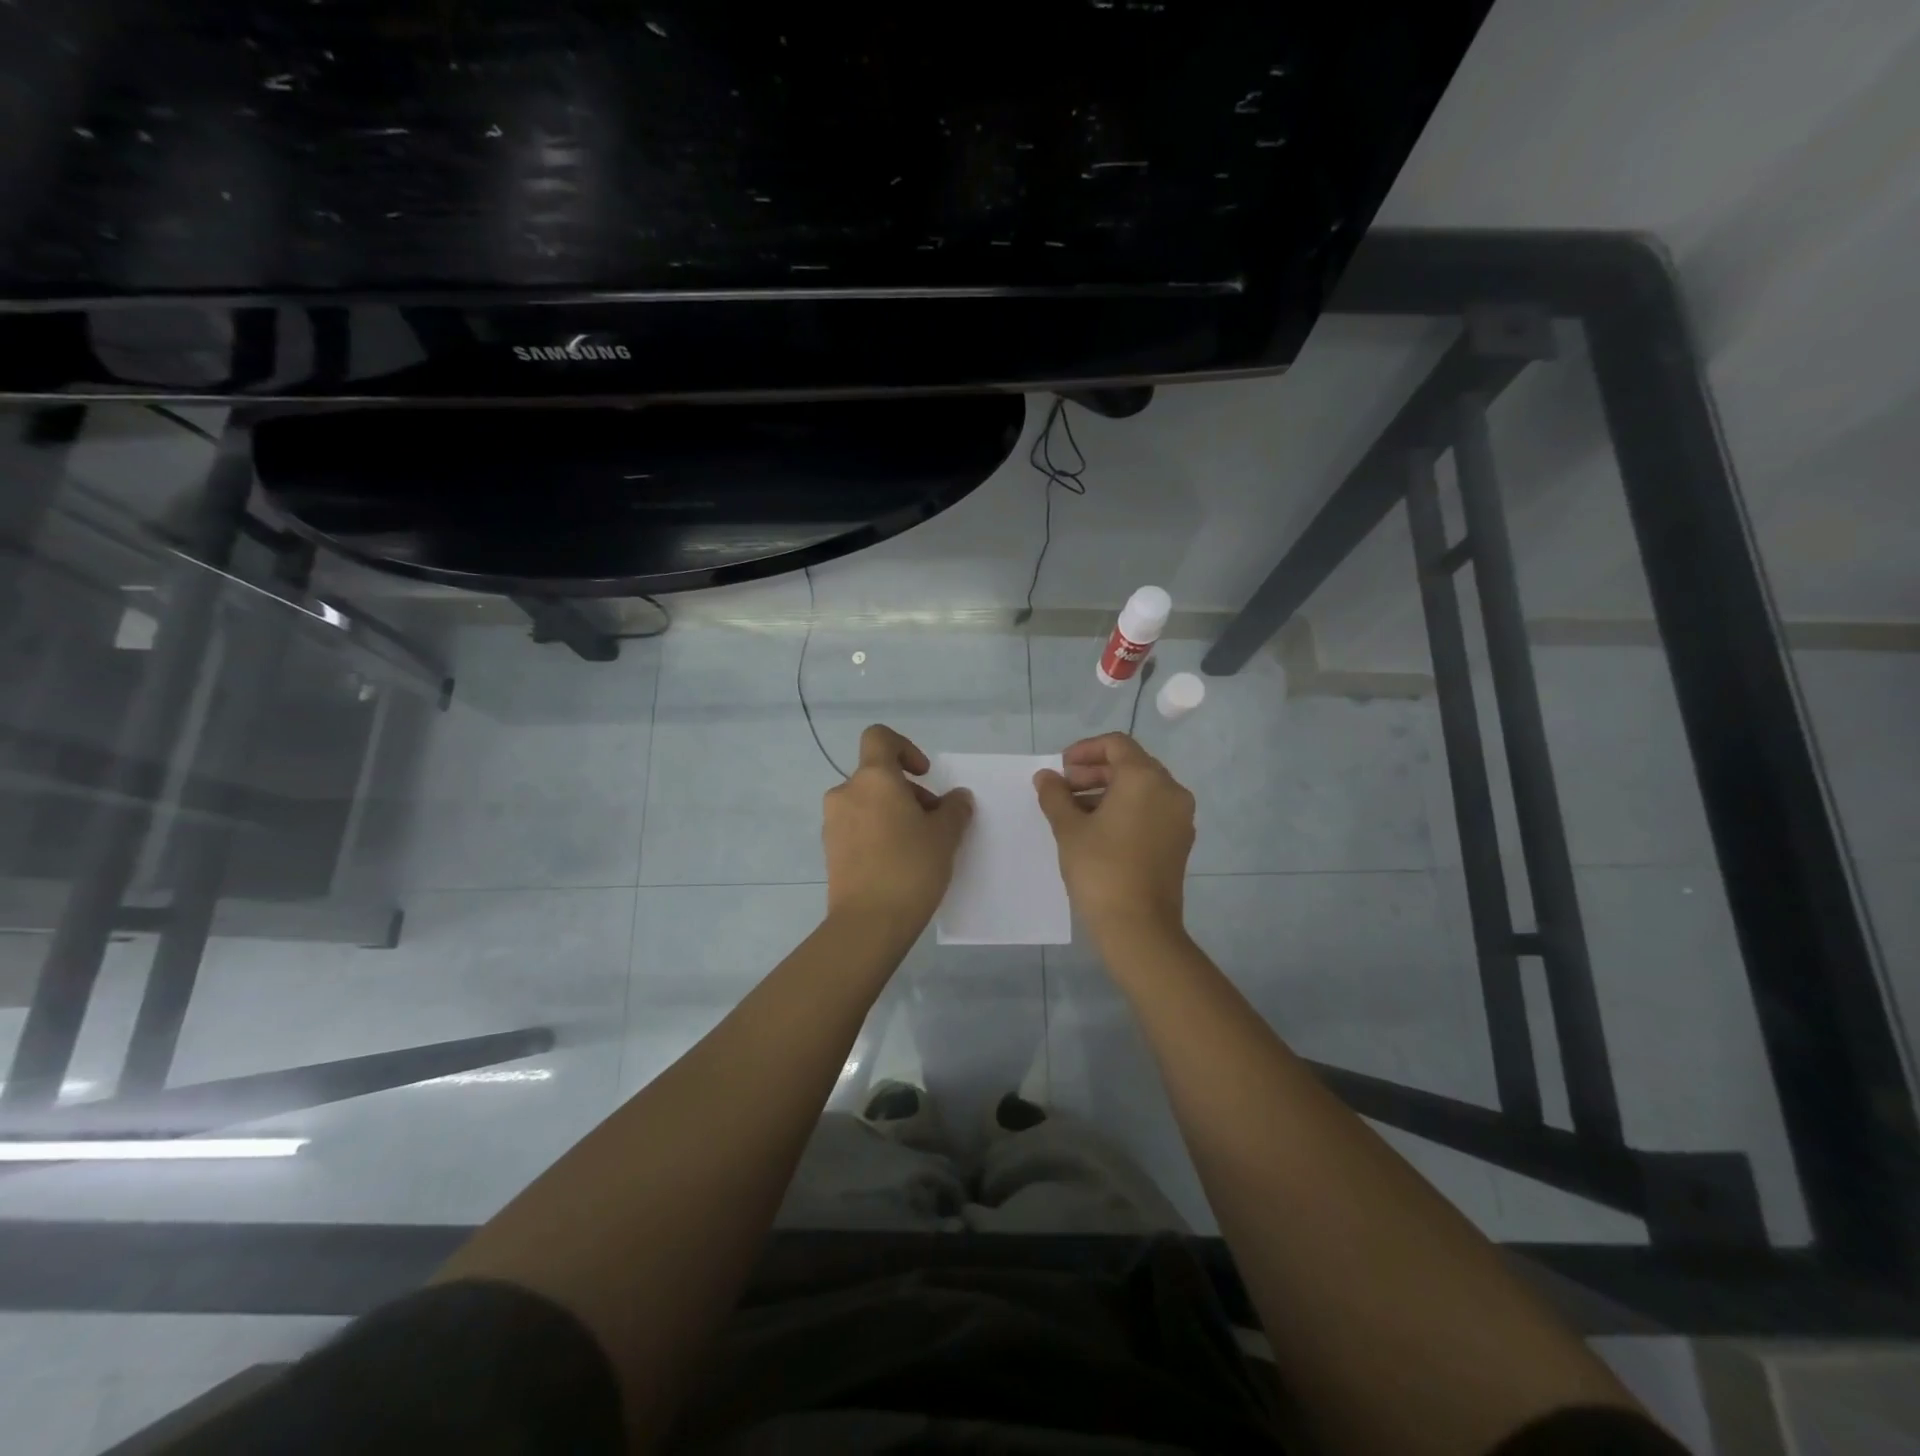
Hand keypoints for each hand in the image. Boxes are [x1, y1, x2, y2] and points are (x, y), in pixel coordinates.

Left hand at [823, 725, 973, 937]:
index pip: (880, 738)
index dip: (905, 748)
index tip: (924, 775)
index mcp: (873, 778)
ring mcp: (833, 823)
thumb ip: (954, 809)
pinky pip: (857, 828)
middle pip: (878, 776)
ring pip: (868, 803)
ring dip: (893, 813)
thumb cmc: (910, 867)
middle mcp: (846, 793)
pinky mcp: (830, 851)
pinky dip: (877, 833)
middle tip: (934, 822)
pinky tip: (898, 863)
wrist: (868, 924)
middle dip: (908, 792)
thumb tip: (957, 798)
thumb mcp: (945, 835)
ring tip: (919, 845)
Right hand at [1033, 732, 1195, 947]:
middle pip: (1131, 764)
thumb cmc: (1100, 869)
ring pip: (1142, 789)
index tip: (1061, 768)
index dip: (1085, 750)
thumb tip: (1046, 777)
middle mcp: (1170, 791)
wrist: (1139, 927)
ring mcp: (1179, 817)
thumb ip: (1055, 796)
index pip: (1116, 744)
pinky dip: (1125, 809)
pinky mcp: (1179, 841)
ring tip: (1074, 811)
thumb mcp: (1069, 829)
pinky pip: (1151, 810)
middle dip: (1094, 772)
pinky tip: (1098, 829)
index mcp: (1145, 779)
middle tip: (1063, 788)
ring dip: (1108, 791)